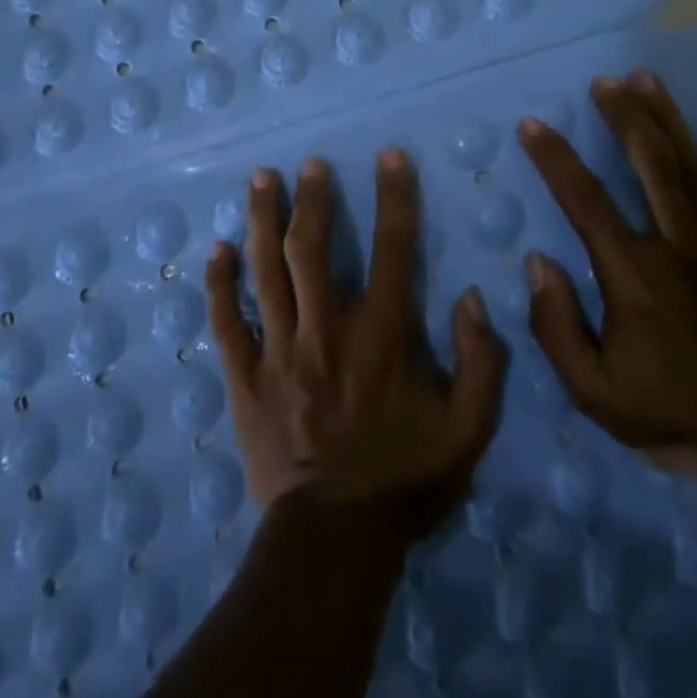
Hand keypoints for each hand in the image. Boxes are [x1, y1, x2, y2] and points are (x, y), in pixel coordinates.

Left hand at [204, 150, 507, 536]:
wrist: (335, 540)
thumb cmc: (404, 478)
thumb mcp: (467, 429)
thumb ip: (480, 361)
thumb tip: (469, 297)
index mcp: (381, 337)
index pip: (393, 250)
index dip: (394, 197)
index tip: (390, 157)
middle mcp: (326, 331)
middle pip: (312, 249)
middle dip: (313, 198)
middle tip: (310, 164)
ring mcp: (279, 353)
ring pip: (265, 272)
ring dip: (263, 220)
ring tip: (262, 178)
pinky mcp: (244, 379)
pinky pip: (226, 322)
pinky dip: (219, 283)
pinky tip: (217, 248)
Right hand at [517, 69, 696, 481]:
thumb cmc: (672, 417)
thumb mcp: (592, 393)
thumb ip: (556, 327)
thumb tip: (539, 261)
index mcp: (632, 274)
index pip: (583, 199)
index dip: (554, 158)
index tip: (533, 125)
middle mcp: (679, 246)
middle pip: (648, 163)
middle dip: (623, 115)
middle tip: (605, 81)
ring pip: (695, 168)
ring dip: (670, 119)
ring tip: (649, 79)